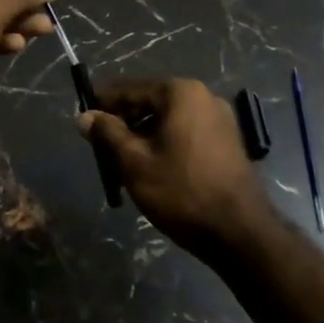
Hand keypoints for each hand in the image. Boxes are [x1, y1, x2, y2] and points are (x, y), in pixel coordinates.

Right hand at [77, 79, 274, 259]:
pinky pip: (186, 133)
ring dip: (143, 134)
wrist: (240, 233)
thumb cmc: (181, 191)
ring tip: (122, 159)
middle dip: (124, 120)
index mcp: (180, 93)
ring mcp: (220, 120)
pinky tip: (151, 166)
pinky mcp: (228, 142)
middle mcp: (203, 97)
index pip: (131, 89)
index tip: (83, 113)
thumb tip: (84, 116)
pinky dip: (165, 143)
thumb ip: (108, 133)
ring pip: (168, 119)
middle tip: (100, 142)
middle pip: (151, 102)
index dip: (103, 101)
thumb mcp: (135, 162)